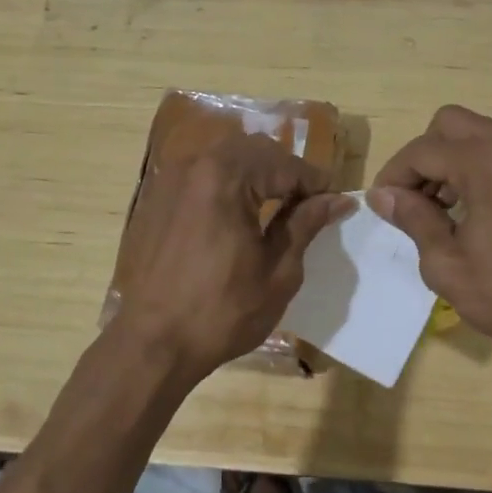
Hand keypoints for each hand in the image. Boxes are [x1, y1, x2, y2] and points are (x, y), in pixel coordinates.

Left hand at [110, 133, 351, 384]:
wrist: (152, 343)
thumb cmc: (222, 312)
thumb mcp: (278, 271)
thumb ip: (306, 225)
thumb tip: (339, 199)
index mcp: (227, 177)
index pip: (285, 163)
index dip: (315, 181)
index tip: (336, 202)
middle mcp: (195, 164)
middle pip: (255, 149)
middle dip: (286, 170)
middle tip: (308, 204)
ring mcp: (171, 178)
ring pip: (227, 156)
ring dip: (258, 173)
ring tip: (278, 206)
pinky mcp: (157, 197)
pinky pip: (202, 173)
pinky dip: (229, 182)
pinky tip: (240, 213)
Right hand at [369, 105, 491, 369]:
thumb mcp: (448, 265)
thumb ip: (413, 219)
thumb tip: (383, 195)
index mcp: (484, 162)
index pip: (421, 151)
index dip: (393, 176)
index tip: (383, 207)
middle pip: (449, 124)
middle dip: (423, 156)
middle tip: (415, 200)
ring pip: (477, 134)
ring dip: (450, 160)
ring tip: (442, 210)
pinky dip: (478, 167)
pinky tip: (475, 211)